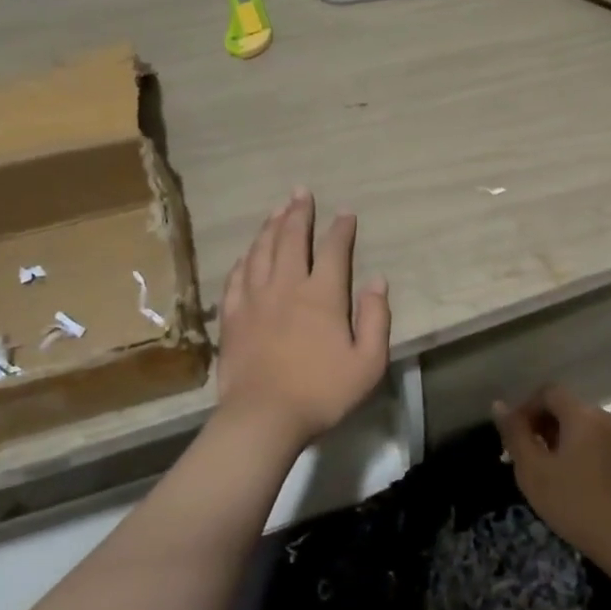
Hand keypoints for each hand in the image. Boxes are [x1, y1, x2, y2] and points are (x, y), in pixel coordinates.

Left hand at [217, 188, 390, 453]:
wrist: (263, 417)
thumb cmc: (322, 392)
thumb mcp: (368, 362)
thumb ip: (376, 318)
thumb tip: (378, 281)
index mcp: (323, 295)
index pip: (334, 250)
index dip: (341, 228)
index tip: (345, 212)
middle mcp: (287, 286)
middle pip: (291, 239)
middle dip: (298, 212)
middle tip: (301, 192)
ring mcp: (255, 299)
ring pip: (261, 251)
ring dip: (270, 226)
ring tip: (276, 209)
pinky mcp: (232, 316)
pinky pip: (237, 276)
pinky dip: (245, 258)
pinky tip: (248, 252)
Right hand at [493, 385, 610, 564]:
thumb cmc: (574, 503)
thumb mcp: (534, 470)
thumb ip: (515, 434)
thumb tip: (499, 405)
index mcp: (582, 414)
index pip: (548, 392)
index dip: (526, 408)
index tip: (514, 436)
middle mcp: (605, 417)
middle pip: (566, 407)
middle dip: (542, 424)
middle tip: (525, 455)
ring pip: (582, 425)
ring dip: (559, 438)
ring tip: (545, 469)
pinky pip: (597, 441)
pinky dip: (579, 449)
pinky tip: (571, 479)